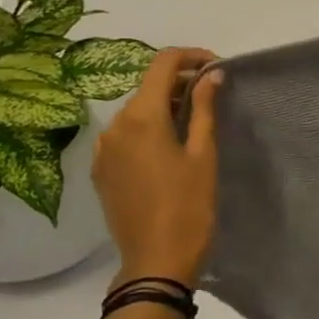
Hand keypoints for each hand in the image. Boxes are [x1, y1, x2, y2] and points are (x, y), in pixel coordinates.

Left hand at [92, 47, 223, 286]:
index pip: (163, 64)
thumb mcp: (204, 155)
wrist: (156, 261)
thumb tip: (211, 74)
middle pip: (148, 86)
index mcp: (142, 117)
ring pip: (136, 111)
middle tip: (214, 96)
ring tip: (195, 123)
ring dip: (165, 106)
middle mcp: (115, 125)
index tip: (217, 67)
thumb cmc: (189, 206)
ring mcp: (103, 149)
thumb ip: (204, 109)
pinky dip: (148, 129)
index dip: (191, 56)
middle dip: (181, 83)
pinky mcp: (101, 170)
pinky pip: (125, 135)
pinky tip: (169, 148)